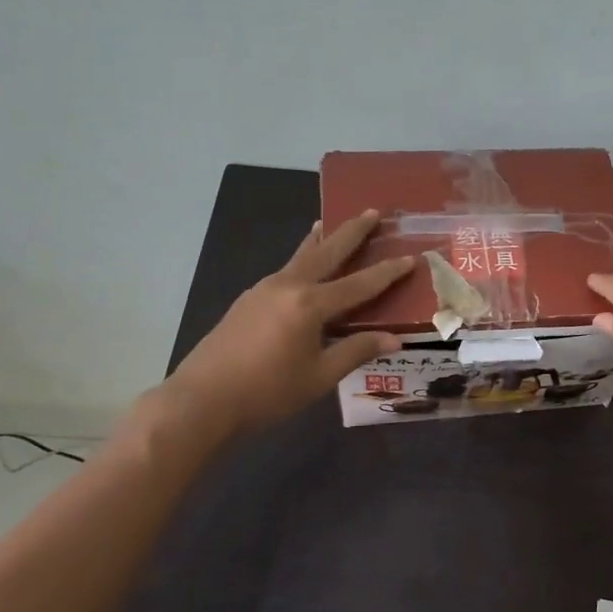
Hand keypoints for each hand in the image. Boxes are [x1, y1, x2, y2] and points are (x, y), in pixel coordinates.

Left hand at [157, 211, 415, 442]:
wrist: (201, 400)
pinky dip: (301, 260)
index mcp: (310, 304)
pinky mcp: (247, 300)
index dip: (388, 272)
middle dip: (351, 231)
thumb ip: (356, 351)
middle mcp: (288, 286)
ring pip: (300, 257)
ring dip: (320, 240)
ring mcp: (263, 290)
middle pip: (326, 251)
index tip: (412, 256)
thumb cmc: (266, 392)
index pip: (359, 284)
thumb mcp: (319, 376)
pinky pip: (285, 271)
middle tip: (372, 211)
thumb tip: (395, 340)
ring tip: (329, 223)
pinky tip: (303, 270)